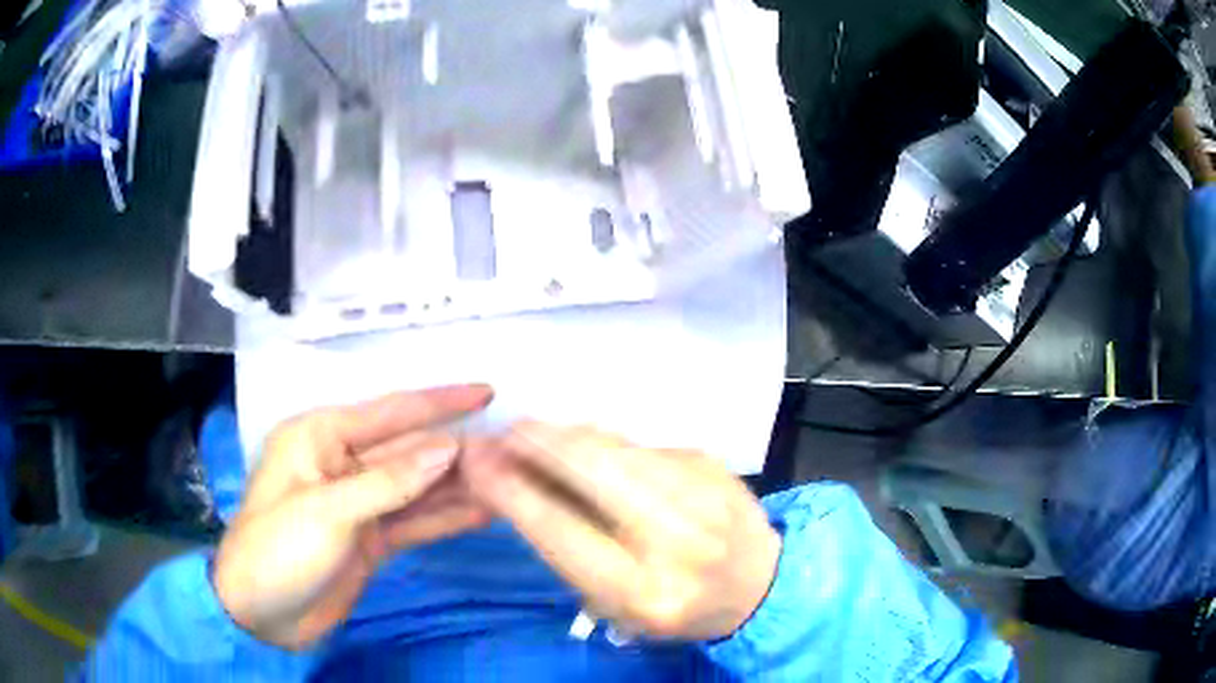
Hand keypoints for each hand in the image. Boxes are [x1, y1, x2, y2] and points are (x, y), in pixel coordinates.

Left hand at [213, 386, 494, 649]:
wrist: (260, 614)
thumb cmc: (278, 549)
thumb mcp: (328, 512)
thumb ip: (389, 481)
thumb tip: (449, 448)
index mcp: (321, 437)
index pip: (391, 413)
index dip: (440, 402)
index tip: (487, 393)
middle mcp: (343, 462)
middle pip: (409, 451)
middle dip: (457, 450)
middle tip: (510, 450)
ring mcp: (359, 503)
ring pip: (417, 487)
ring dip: (458, 485)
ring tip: (508, 479)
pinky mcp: (371, 537)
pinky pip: (414, 521)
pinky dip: (445, 518)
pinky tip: (482, 513)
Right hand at [462, 422, 779, 640]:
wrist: (758, 584)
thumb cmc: (677, 606)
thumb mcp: (618, 606)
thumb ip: (570, 551)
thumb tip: (519, 489)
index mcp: (644, 590)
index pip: (562, 531)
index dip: (512, 492)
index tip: (479, 465)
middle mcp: (676, 538)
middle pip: (592, 470)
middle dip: (538, 444)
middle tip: (506, 432)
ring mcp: (701, 492)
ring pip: (616, 447)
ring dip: (565, 434)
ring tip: (534, 431)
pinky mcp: (711, 463)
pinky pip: (640, 444)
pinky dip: (602, 441)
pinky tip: (586, 443)